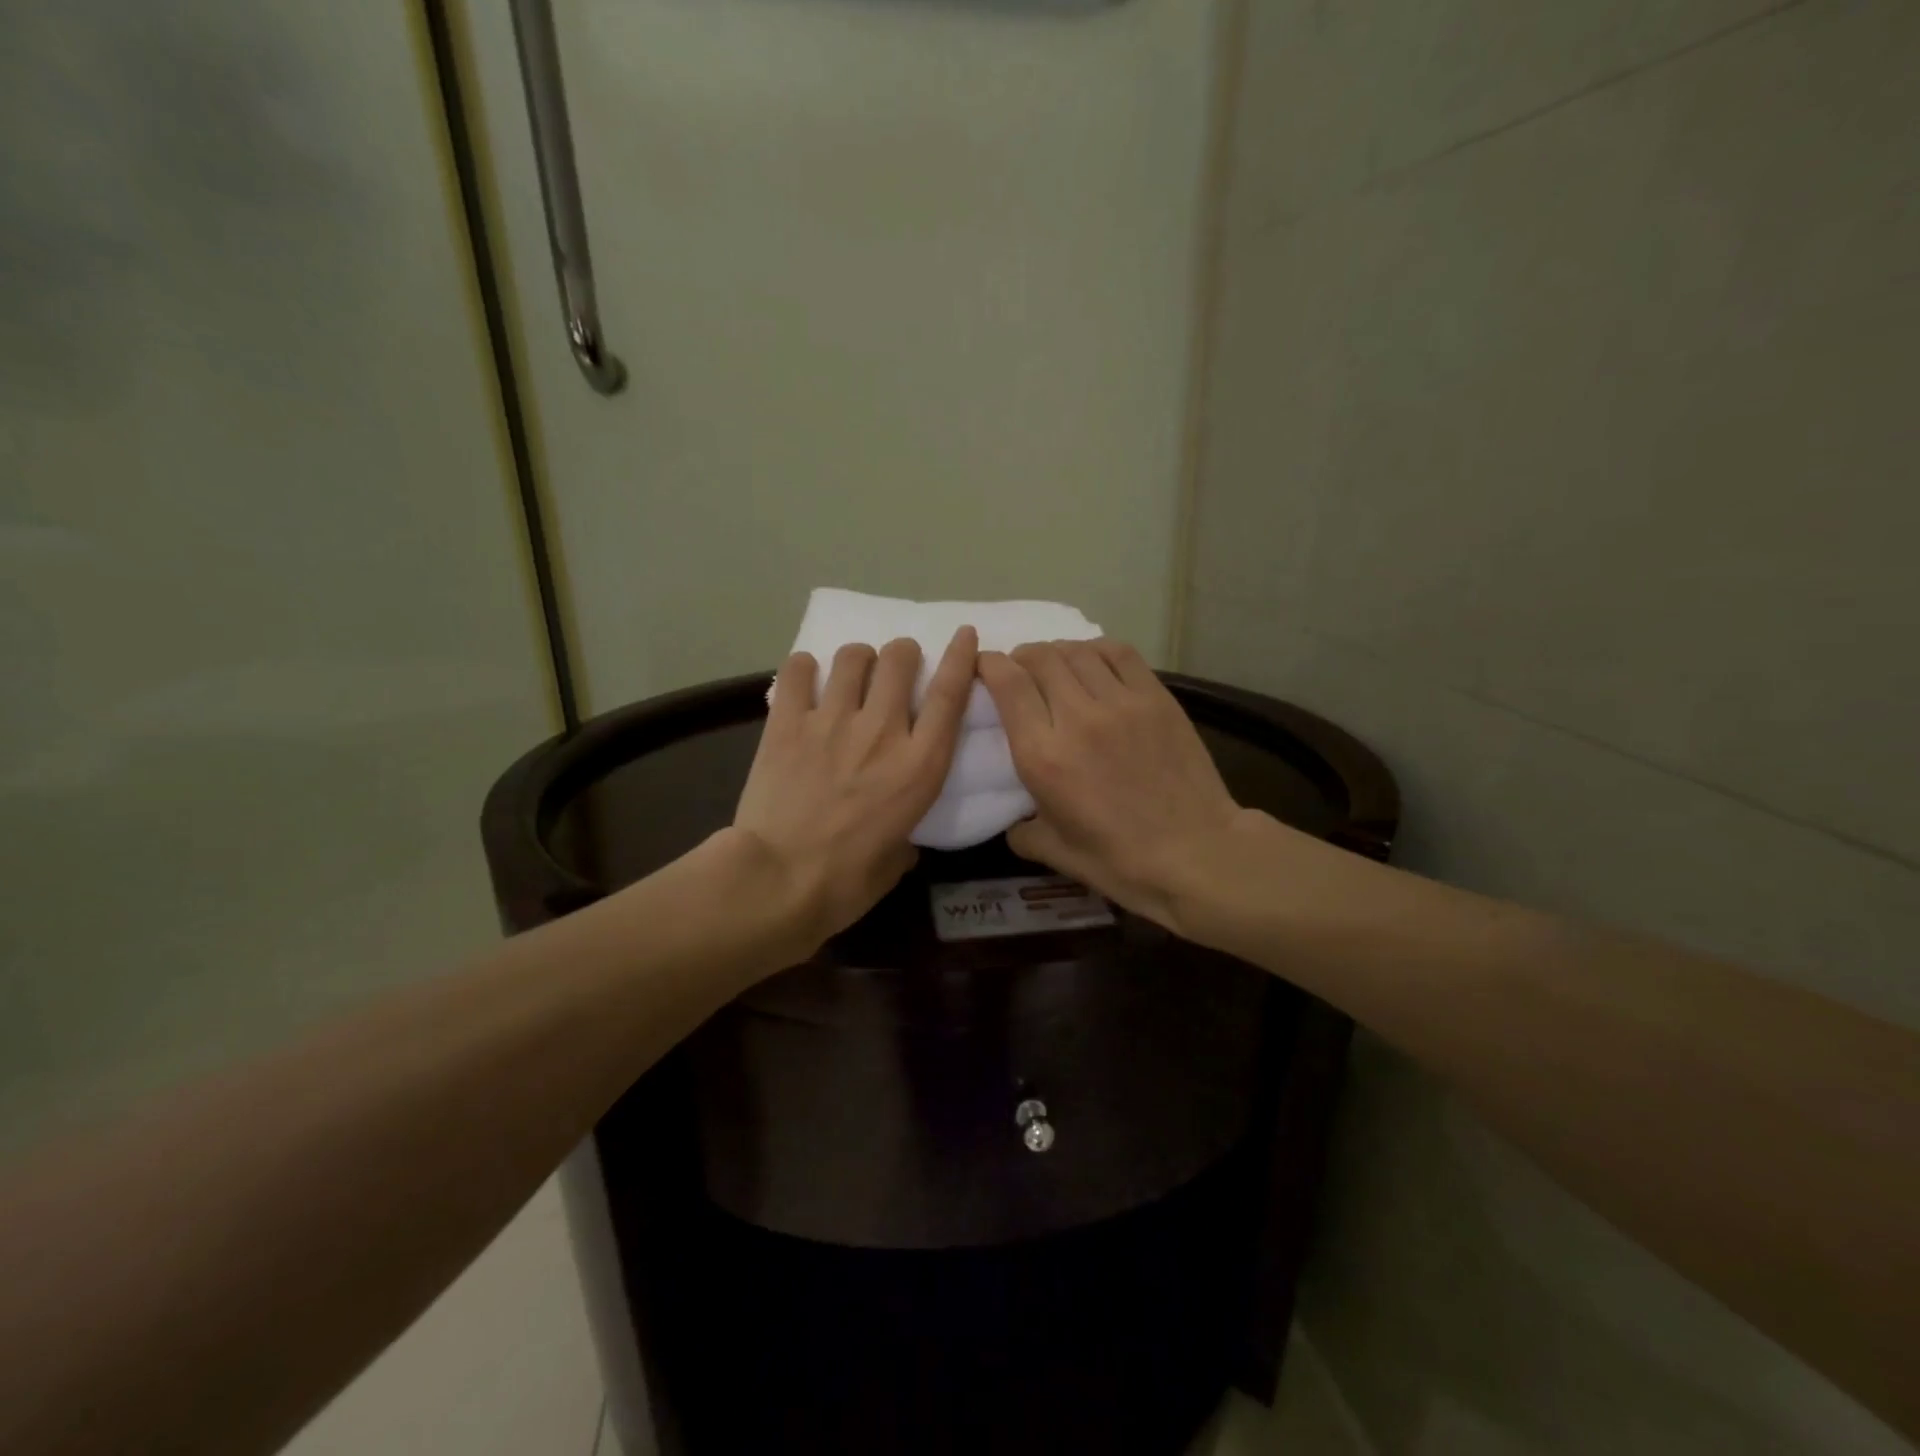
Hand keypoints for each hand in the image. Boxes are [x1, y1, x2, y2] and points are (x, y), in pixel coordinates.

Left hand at [733, 627, 977, 945]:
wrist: (778, 881)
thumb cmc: (846, 882)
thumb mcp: (896, 862)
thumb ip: (905, 836)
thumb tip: (899, 836)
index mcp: (919, 765)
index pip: (950, 694)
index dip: (960, 657)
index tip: (964, 634)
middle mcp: (882, 731)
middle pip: (899, 659)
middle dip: (902, 654)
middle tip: (894, 668)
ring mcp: (832, 722)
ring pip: (852, 657)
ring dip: (858, 659)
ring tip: (850, 674)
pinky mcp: (787, 723)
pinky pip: (798, 671)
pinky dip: (805, 669)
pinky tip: (805, 680)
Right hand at [979, 639, 1245, 931]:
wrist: (1196, 853)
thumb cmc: (1120, 860)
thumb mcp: (1055, 853)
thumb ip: (1022, 830)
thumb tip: (1015, 821)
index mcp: (1043, 755)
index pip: (1008, 684)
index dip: (990, 664)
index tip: (985, 667)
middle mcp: (1077, 717)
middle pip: (1040, 658)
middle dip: (1021, 657)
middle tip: (1020, 670)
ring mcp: (1121, 703)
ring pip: (1077, 651)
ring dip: (1057, 652)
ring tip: (1056, 666)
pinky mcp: (1156, 698)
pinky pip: (1119, 654)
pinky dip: (1097, 650)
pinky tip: (1094, 663)